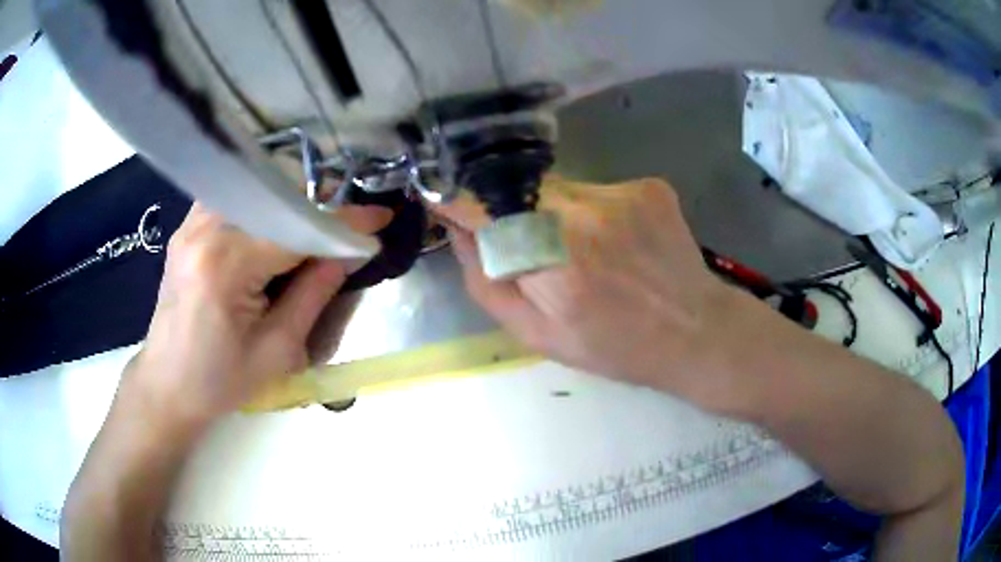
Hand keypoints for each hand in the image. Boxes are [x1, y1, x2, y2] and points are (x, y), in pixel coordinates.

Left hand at [124, 203, 391, 429]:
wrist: (167, 385)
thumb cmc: (221, 381)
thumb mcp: (278, 350)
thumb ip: (316, 293)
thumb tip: (352, 251)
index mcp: (225, 264)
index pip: (296, 228)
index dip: (344, 222)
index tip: (380, 219)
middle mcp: (205, 229)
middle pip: (276, 199)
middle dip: (317, 211)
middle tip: (343, 236)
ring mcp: (191, 223)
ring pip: (256, 192)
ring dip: (289, 208)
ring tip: (308, 237)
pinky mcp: (187, 227)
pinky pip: (235, 200)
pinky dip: (262, 210)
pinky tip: (270, 236)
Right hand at [438, 177, 744, 409]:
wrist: (696, 332)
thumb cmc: (614, 347)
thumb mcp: (537, 335)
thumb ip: (486, 282)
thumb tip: (459, 231)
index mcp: (552, 263)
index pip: (481, 205)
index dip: (457, 199)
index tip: (445, 199)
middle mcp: (585, 216)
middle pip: (519, 189)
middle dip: (510, 210)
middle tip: (530, 245)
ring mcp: (622, 194)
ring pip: (558, 186)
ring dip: (553, 211)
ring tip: (584, 249)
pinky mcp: (648, 186)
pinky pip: (596, 188)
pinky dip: (592, 210)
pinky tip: (616, 241)